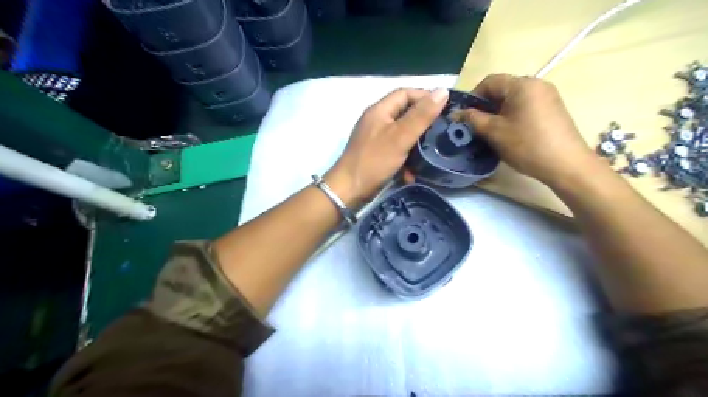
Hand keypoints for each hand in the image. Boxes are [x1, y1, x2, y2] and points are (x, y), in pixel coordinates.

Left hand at [325, 87, 445, 206]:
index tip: (445, 108)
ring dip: (415, 144)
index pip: (405, 93)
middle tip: (440, 131)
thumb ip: (421, 115)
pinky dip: (405, 159)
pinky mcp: (376, 155)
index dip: (425, 97)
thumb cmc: (374, 161)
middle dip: (422, 122)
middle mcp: (376, 121)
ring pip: (401, 134)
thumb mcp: (400, 137)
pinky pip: (395, 151)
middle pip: (404, 113)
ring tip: (430, 153)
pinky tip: (411, 172)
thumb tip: (442, 91)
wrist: (349, 190)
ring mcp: (375, 138)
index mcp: (379, 110)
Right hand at [456, 74, 599, 188]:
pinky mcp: (553, 109)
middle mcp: (537, 84)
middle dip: (486, 106)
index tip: (465, 116)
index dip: (473, 97)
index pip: (489, 81)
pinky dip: (512, 116)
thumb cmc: (527, 144)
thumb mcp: (494, 132)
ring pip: (513, 99)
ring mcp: (548, 96)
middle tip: (476, 126)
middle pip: (502, 89)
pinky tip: (509, 133)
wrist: (566, 164)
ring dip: (498, 112)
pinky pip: (525, 106)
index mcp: (522, 84)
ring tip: (491, 132)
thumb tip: (455, 113)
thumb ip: (472, 119)